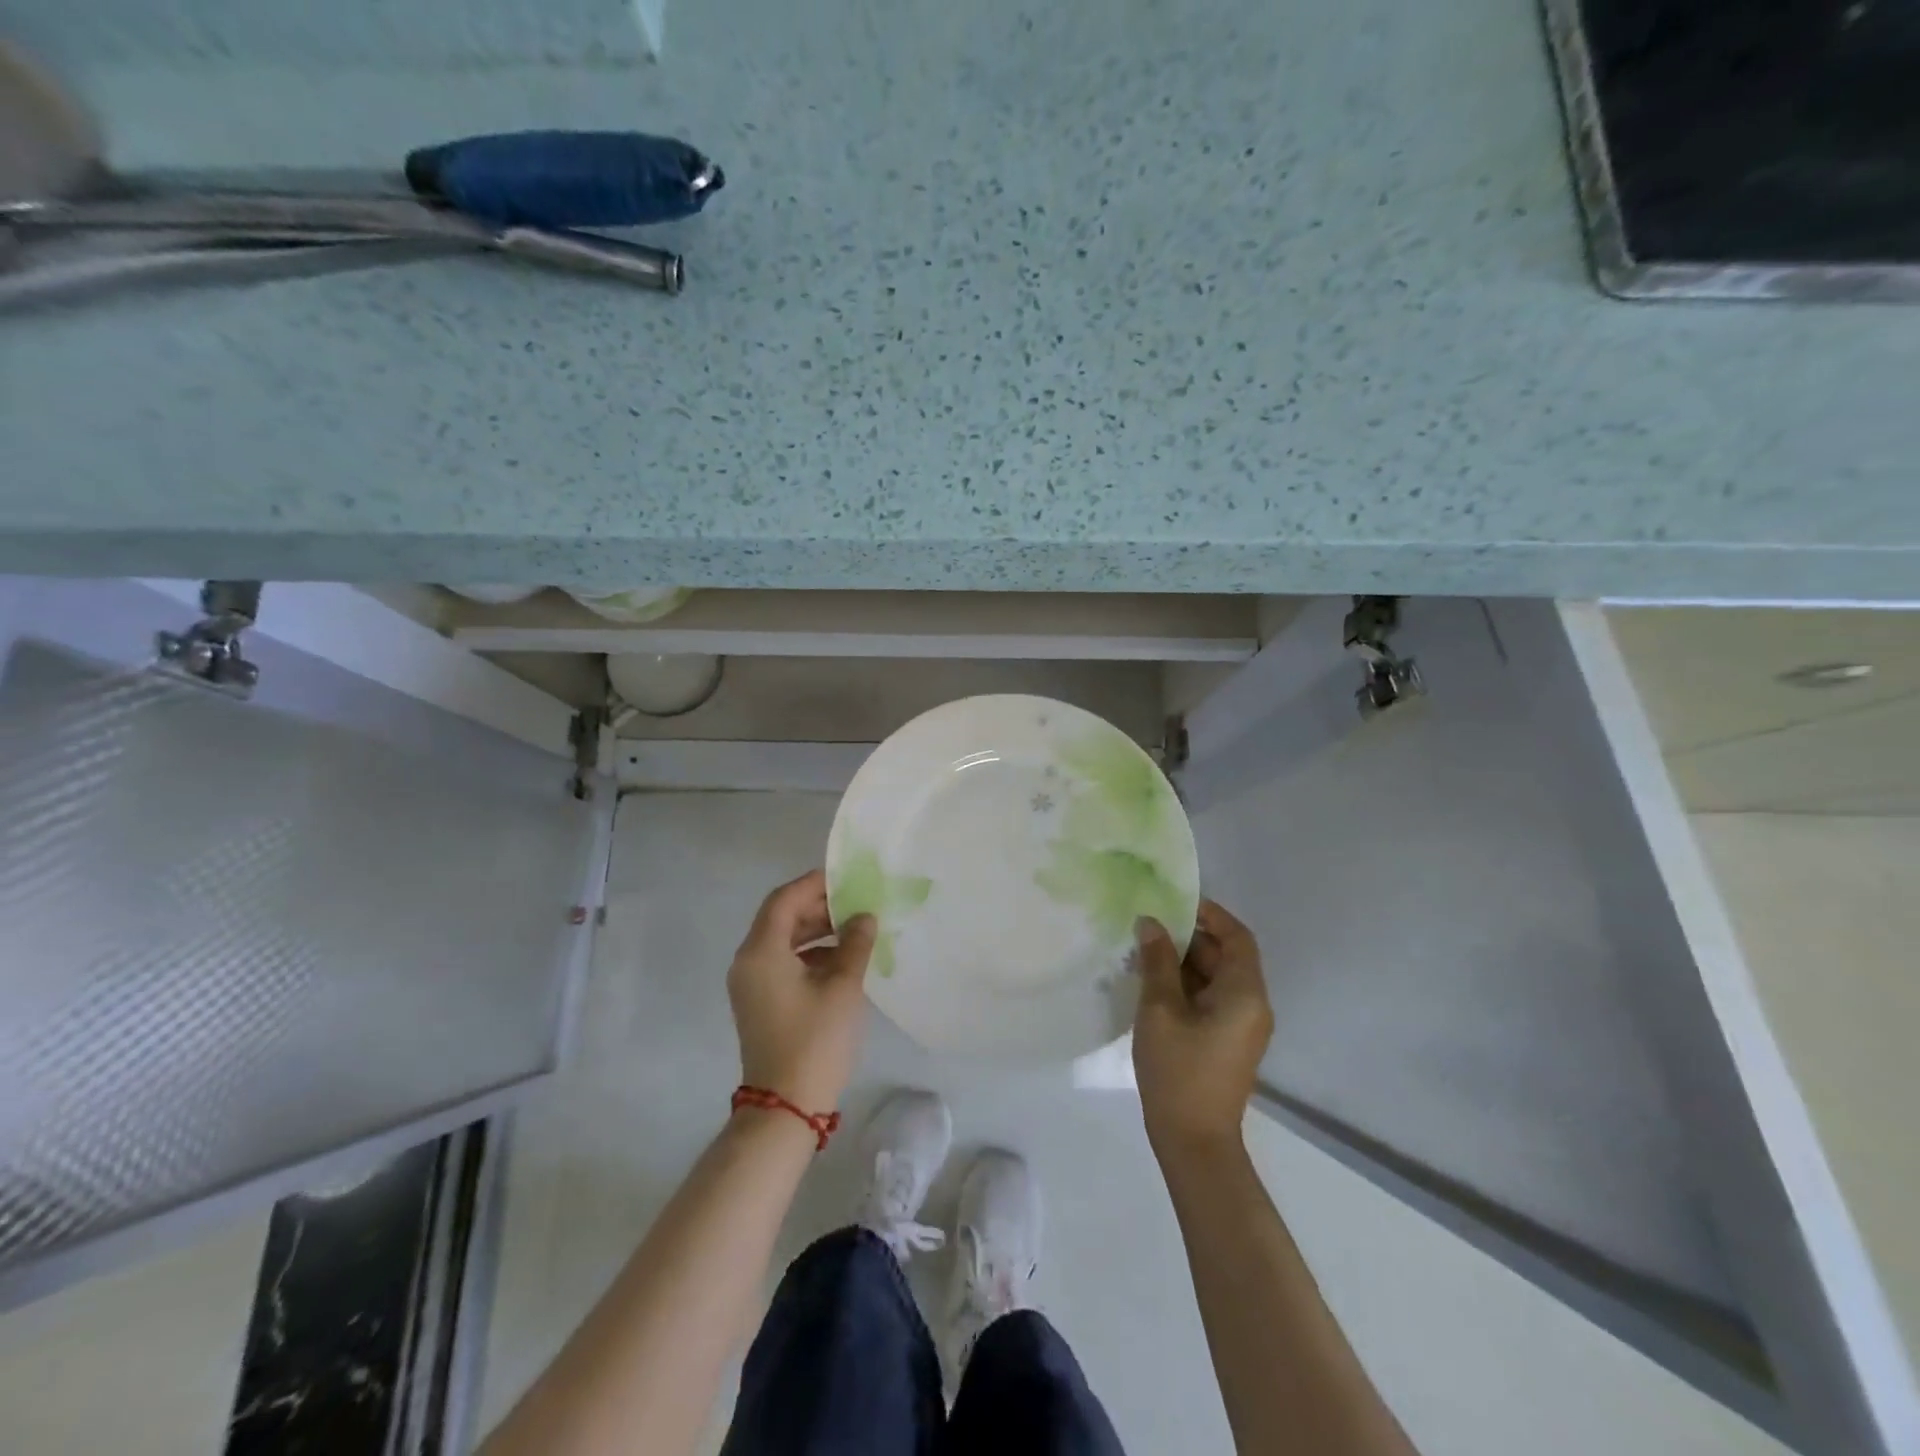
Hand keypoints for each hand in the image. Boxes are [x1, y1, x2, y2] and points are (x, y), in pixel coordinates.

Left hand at [727, 870, 875, 1113]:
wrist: (786, 1107)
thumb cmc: (815, 1040)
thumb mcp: (842, 987)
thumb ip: (855, 944)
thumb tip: (864, 917)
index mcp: (761, 951)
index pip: (784, 900)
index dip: (814, 884)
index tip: (847, 879)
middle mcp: (748, 962)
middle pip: (780, 918)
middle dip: (818, 907)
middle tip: (856, 904)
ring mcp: (751, 984)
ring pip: (783, 941)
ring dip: (816, 931)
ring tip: (854, 929)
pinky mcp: (760, 1002)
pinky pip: (782, 963)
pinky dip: (809, 954)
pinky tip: (841, 960)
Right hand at [1132, 899, 1273, 1155]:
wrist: (1193, 1142)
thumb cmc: (1178, 1071)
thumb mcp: (1160, 1009)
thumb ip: (1157, 961)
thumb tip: (1151, 923)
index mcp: (1245, 993)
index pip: (1237, 937)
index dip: (1210, 914)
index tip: (1175, 902)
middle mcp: (1252, 1005)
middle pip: (1226, 956)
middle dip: (1190, 937)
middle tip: (1149, 926)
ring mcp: (1241, 1026)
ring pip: (1216, 978)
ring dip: (1184, 962)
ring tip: (1144, 951)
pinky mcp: (1227, 1042)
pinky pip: (1211, 999)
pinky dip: (1186, 985)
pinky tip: (1152, 983)